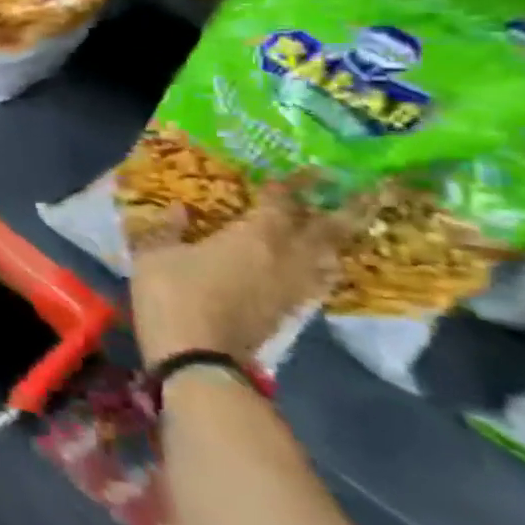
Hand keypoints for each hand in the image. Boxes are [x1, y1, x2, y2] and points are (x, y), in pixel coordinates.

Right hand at [130, 178, 345, 367]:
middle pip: (328, 231)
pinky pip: (317, 281)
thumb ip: (167, 229)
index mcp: (255, 236)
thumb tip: (178, 210)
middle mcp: (286, 258)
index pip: (282, 203)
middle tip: (370, 192)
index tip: (308, 169)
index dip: (294, 184)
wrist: (197, 355)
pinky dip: (322, 268)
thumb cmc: (173, 294)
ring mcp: (293, 288)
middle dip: (349, 210)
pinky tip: (315, 266)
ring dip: (339, 241)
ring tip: (341, 229)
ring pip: (329, 258)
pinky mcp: (290, 312)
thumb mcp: (154, 255)